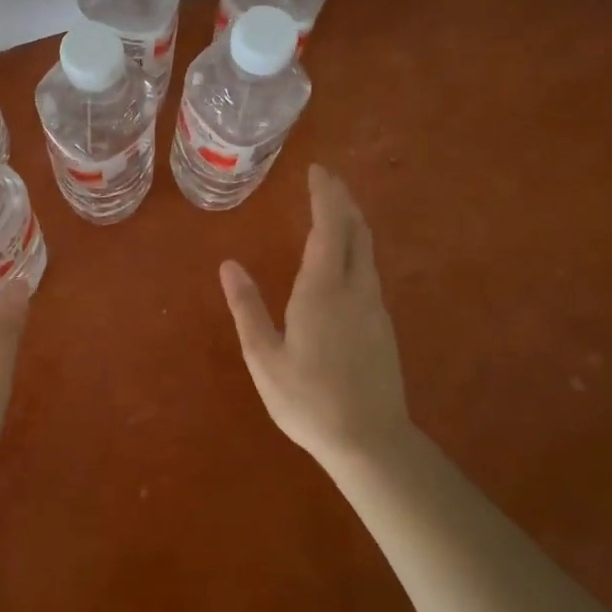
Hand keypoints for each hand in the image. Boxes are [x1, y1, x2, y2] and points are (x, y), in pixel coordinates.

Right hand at [220, 165, 412, 469]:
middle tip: (325, 179)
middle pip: (356, 230)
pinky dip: (356, 247)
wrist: (370, 441)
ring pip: (367, 250)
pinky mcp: (382, 325)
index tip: (317, 170)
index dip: (325, 195)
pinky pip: (369, 270)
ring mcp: (374, 307)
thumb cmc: (308, 400)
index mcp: (322, 290)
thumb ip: (247, 307)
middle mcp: (354, 289)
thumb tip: (228, 265)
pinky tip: (344, 259)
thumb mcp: (264, 356)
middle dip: (342, 200)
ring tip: (334, 209)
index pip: (329, 227)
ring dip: (351, 222)